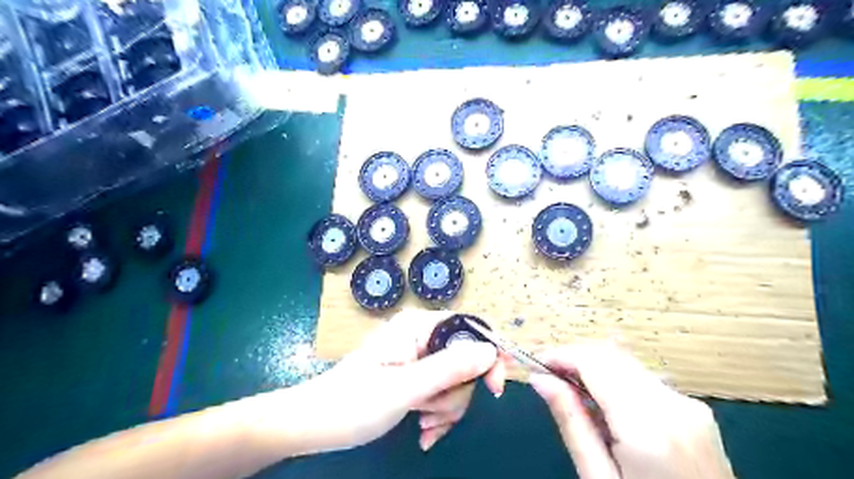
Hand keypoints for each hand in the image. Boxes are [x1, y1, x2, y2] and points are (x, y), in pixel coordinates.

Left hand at [294, 311, 505, 451]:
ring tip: (423, 425)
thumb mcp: (405, 388)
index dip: (489, 353)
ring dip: (445, 408)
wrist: (314, 424)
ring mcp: (417, 357)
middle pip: (465, 359)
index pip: (469, 326)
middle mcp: (421, 336)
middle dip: (456, 393)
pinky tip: (423, 432)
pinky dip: (437, 413)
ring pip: (455, 380)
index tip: (495, 387)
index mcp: (418, 326)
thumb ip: (449, 368)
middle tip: (434, 414)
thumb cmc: (353, 403)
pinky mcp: (413, 375)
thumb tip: (490, 351)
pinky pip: (441, 391)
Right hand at [528, 344, 734, 478]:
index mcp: (648, 427)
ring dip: (593, 367)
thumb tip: (540, 379)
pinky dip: (615, 380)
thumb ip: (571, 423)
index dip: (560, 355)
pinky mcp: (695, 410)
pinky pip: (643, 378)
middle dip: (574, 358)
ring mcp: (689, 405)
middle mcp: (673, 405)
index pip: (595, 362)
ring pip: (626, 363)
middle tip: (547, 377)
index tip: (535, 364)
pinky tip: (602, 403)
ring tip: (569, 390)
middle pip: (611, 356)